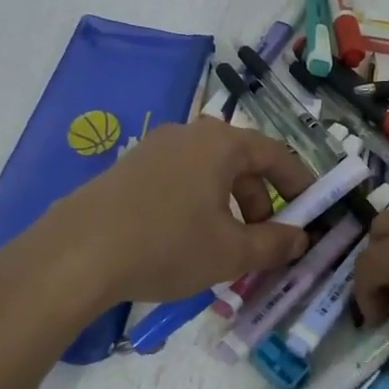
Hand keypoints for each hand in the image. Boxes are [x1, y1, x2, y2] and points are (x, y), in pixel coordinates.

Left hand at [36, 117, 314, 305]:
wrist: (76, 254)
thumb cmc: (167, 245)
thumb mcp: (230, 253)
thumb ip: (274, 244)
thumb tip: (300, 238)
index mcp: (220, 144)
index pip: (275, 154)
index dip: (299, 182)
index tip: (312, 209)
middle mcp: (189, 134)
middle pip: (241, 162)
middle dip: (261, 201)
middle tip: (264, 239)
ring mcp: (154, 148)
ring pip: (208, 172)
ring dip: (228, 205)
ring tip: (224, 246)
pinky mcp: (129, 168)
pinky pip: (179, 179)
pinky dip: (197, 204)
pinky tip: (185, 240)